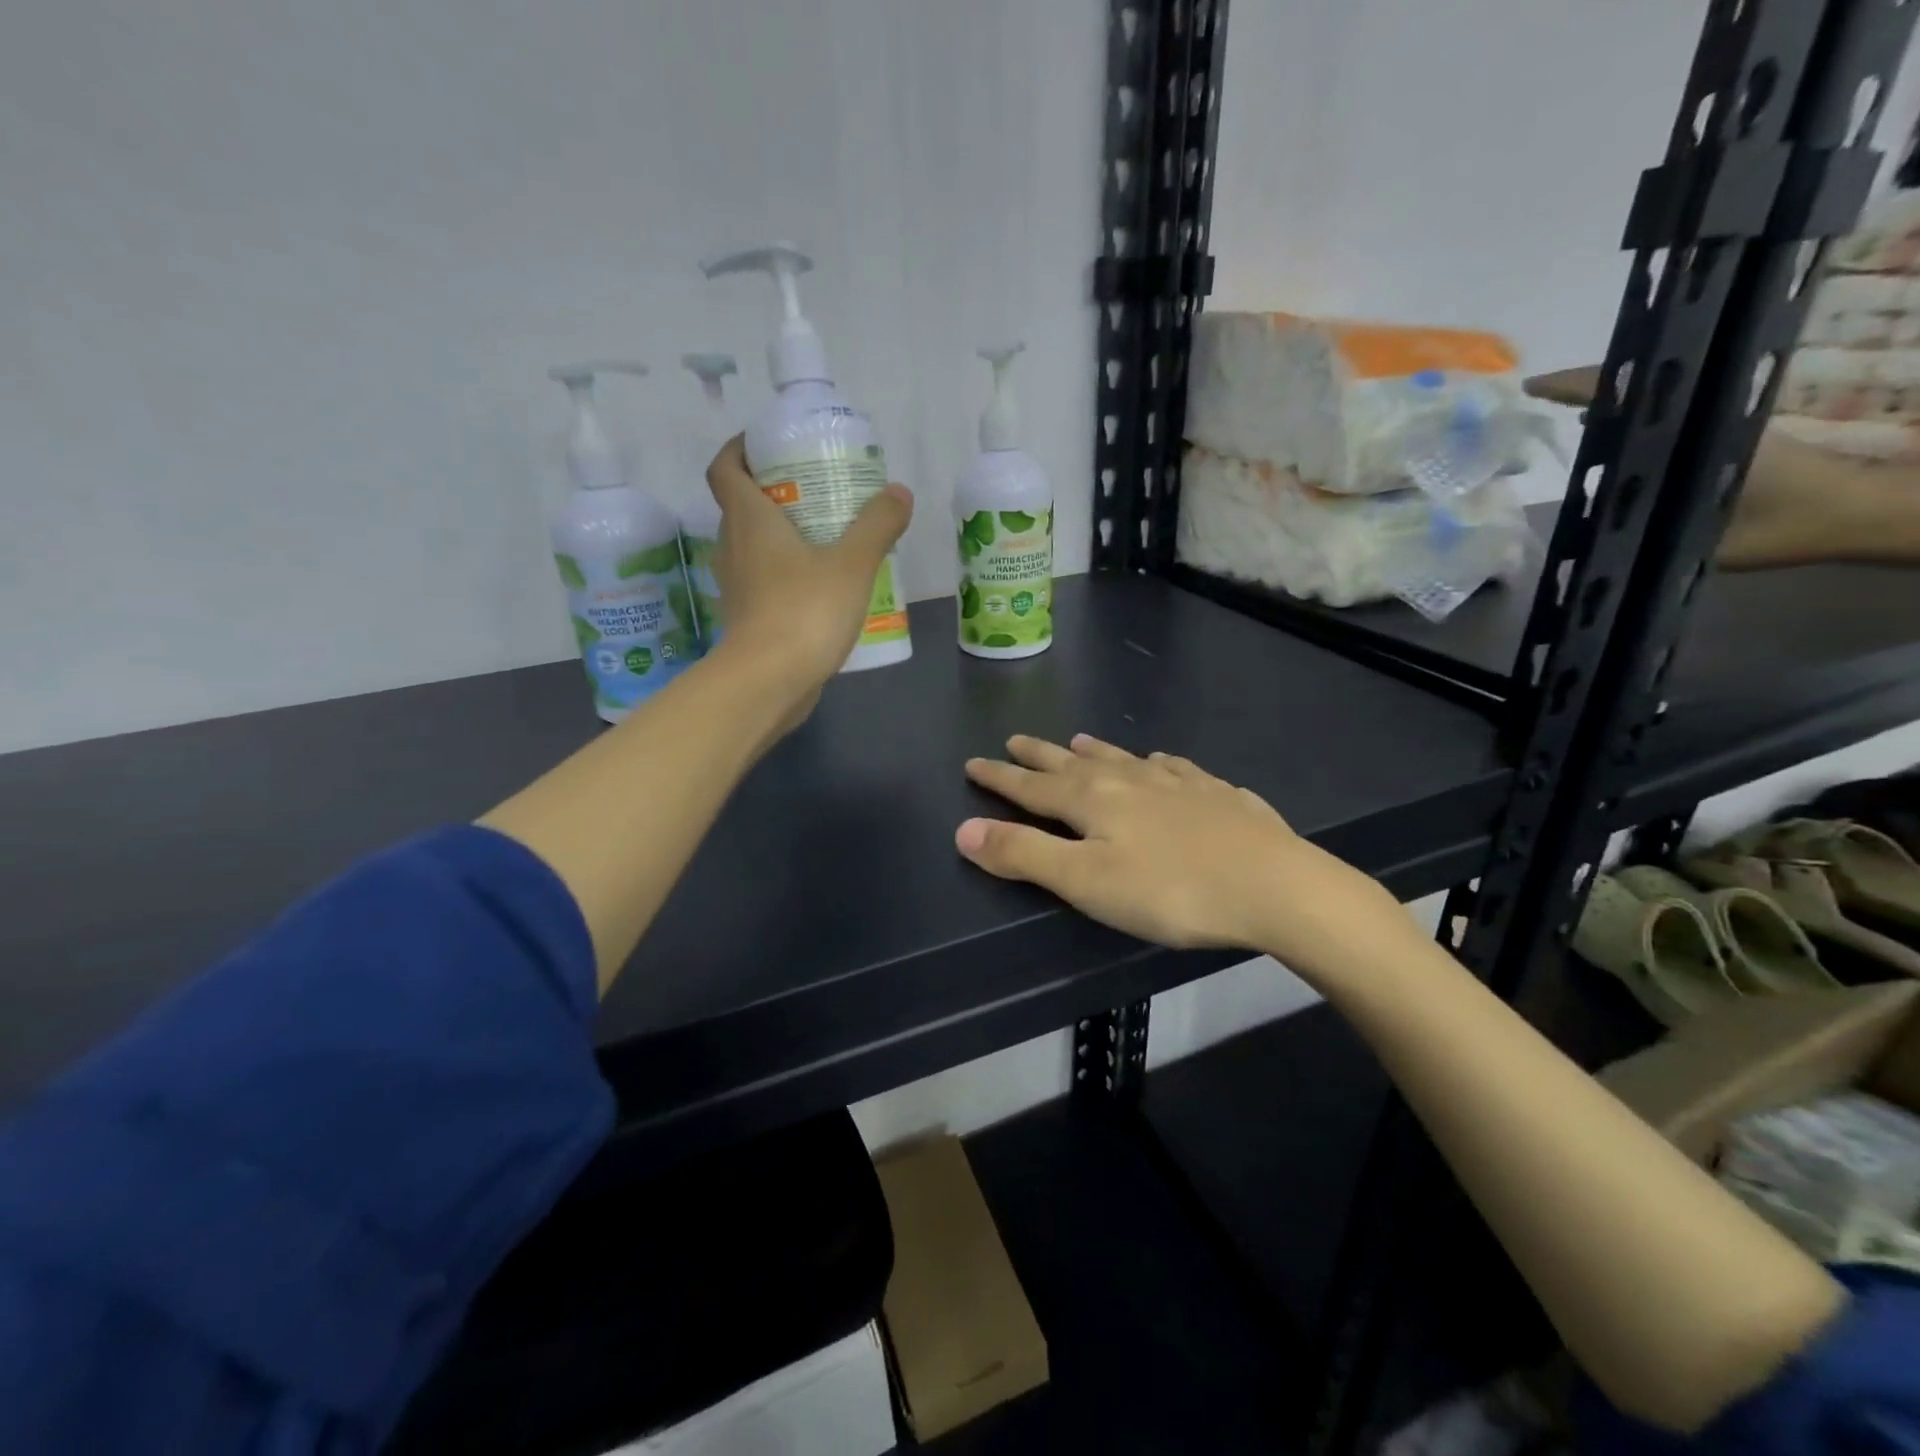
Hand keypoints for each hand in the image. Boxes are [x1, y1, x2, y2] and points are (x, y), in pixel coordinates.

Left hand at [705, 435, 912, 706]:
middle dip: (774, 492)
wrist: (768, 682)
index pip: (725, 468)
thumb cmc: (804, 611)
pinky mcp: (748, 619)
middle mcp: (733, 547)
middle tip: (816, 490)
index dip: (740, 450)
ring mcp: (737, 586)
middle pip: (742, 506)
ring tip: (827, 537)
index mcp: (748, 520)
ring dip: (782, 536)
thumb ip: (877, 525)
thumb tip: (898, 492)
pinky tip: (824, 586)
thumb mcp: (852, 563)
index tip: (769, 444)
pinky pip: (765, 582)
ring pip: (754, 547)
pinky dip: (787, 574)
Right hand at [957, 734, 1398, 972]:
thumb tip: (963, 830)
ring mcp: (1177, 782)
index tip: (973, 763)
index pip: (1031, 787)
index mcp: (1092, 800)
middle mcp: (1129, 779)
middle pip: (1072, 764)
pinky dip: (1156, 763)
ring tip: (1077, 741)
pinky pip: (1176, 768)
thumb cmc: (1170, 891)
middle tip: (1014, 741)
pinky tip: (1163, 762)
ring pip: (1123, 758)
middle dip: (1038, 756)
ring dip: (1094, 750)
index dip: (999, 778)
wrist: (1274, 886)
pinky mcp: (1216, 794)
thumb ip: (1023, 855)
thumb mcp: (1085, 882)